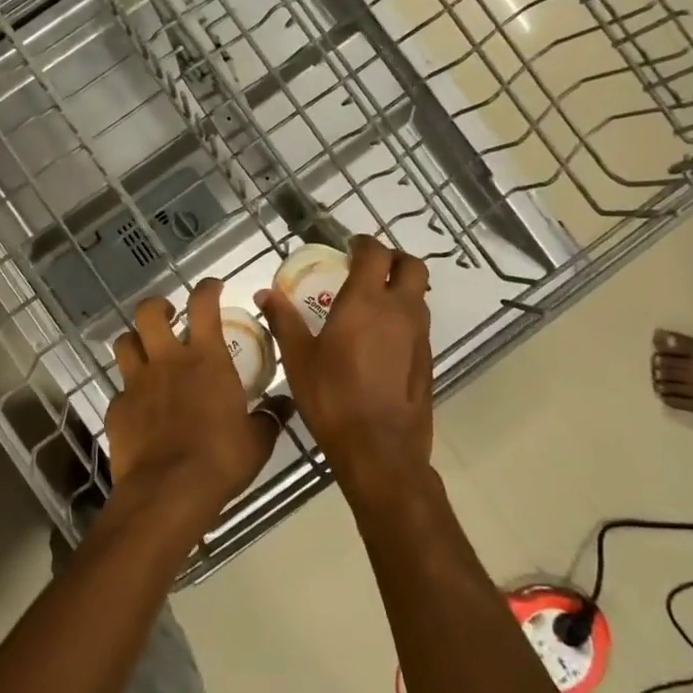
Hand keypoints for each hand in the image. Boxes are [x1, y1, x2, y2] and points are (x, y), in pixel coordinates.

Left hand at [106, 279, 279, 532]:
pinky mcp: (117, 408)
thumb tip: (284, 406)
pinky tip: (140, 407)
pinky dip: (129, 391)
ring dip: (135, 340)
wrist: (168, 491)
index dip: (207, 288)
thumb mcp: (256, 440)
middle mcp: (167, 361)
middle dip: (157, 306)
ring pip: (124, 342)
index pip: (203, 304)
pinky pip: (120, 389)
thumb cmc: (221, 460)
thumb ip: (269, 417)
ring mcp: (136, 382)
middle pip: (149, 312)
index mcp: (205, 359)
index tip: (213, 286)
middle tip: (169, 316)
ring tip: (146, 351)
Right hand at [257, 235, 432, 496]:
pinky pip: (418, 324)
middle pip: (411, 266)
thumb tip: (266, 293)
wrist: (379, 449)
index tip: (348, 247)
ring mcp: (419, 336)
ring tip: (369, 304)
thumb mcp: (298, 357)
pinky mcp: (427, 360)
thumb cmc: (333, 396)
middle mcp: (400, 310)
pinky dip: (402, 317)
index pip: (375, 253)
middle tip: (366, 268)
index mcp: (367, 301)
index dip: (363, 244)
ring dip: (399, 288)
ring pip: (418, 295)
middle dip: (392, 259)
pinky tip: (378, 340)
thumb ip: (284, 320)